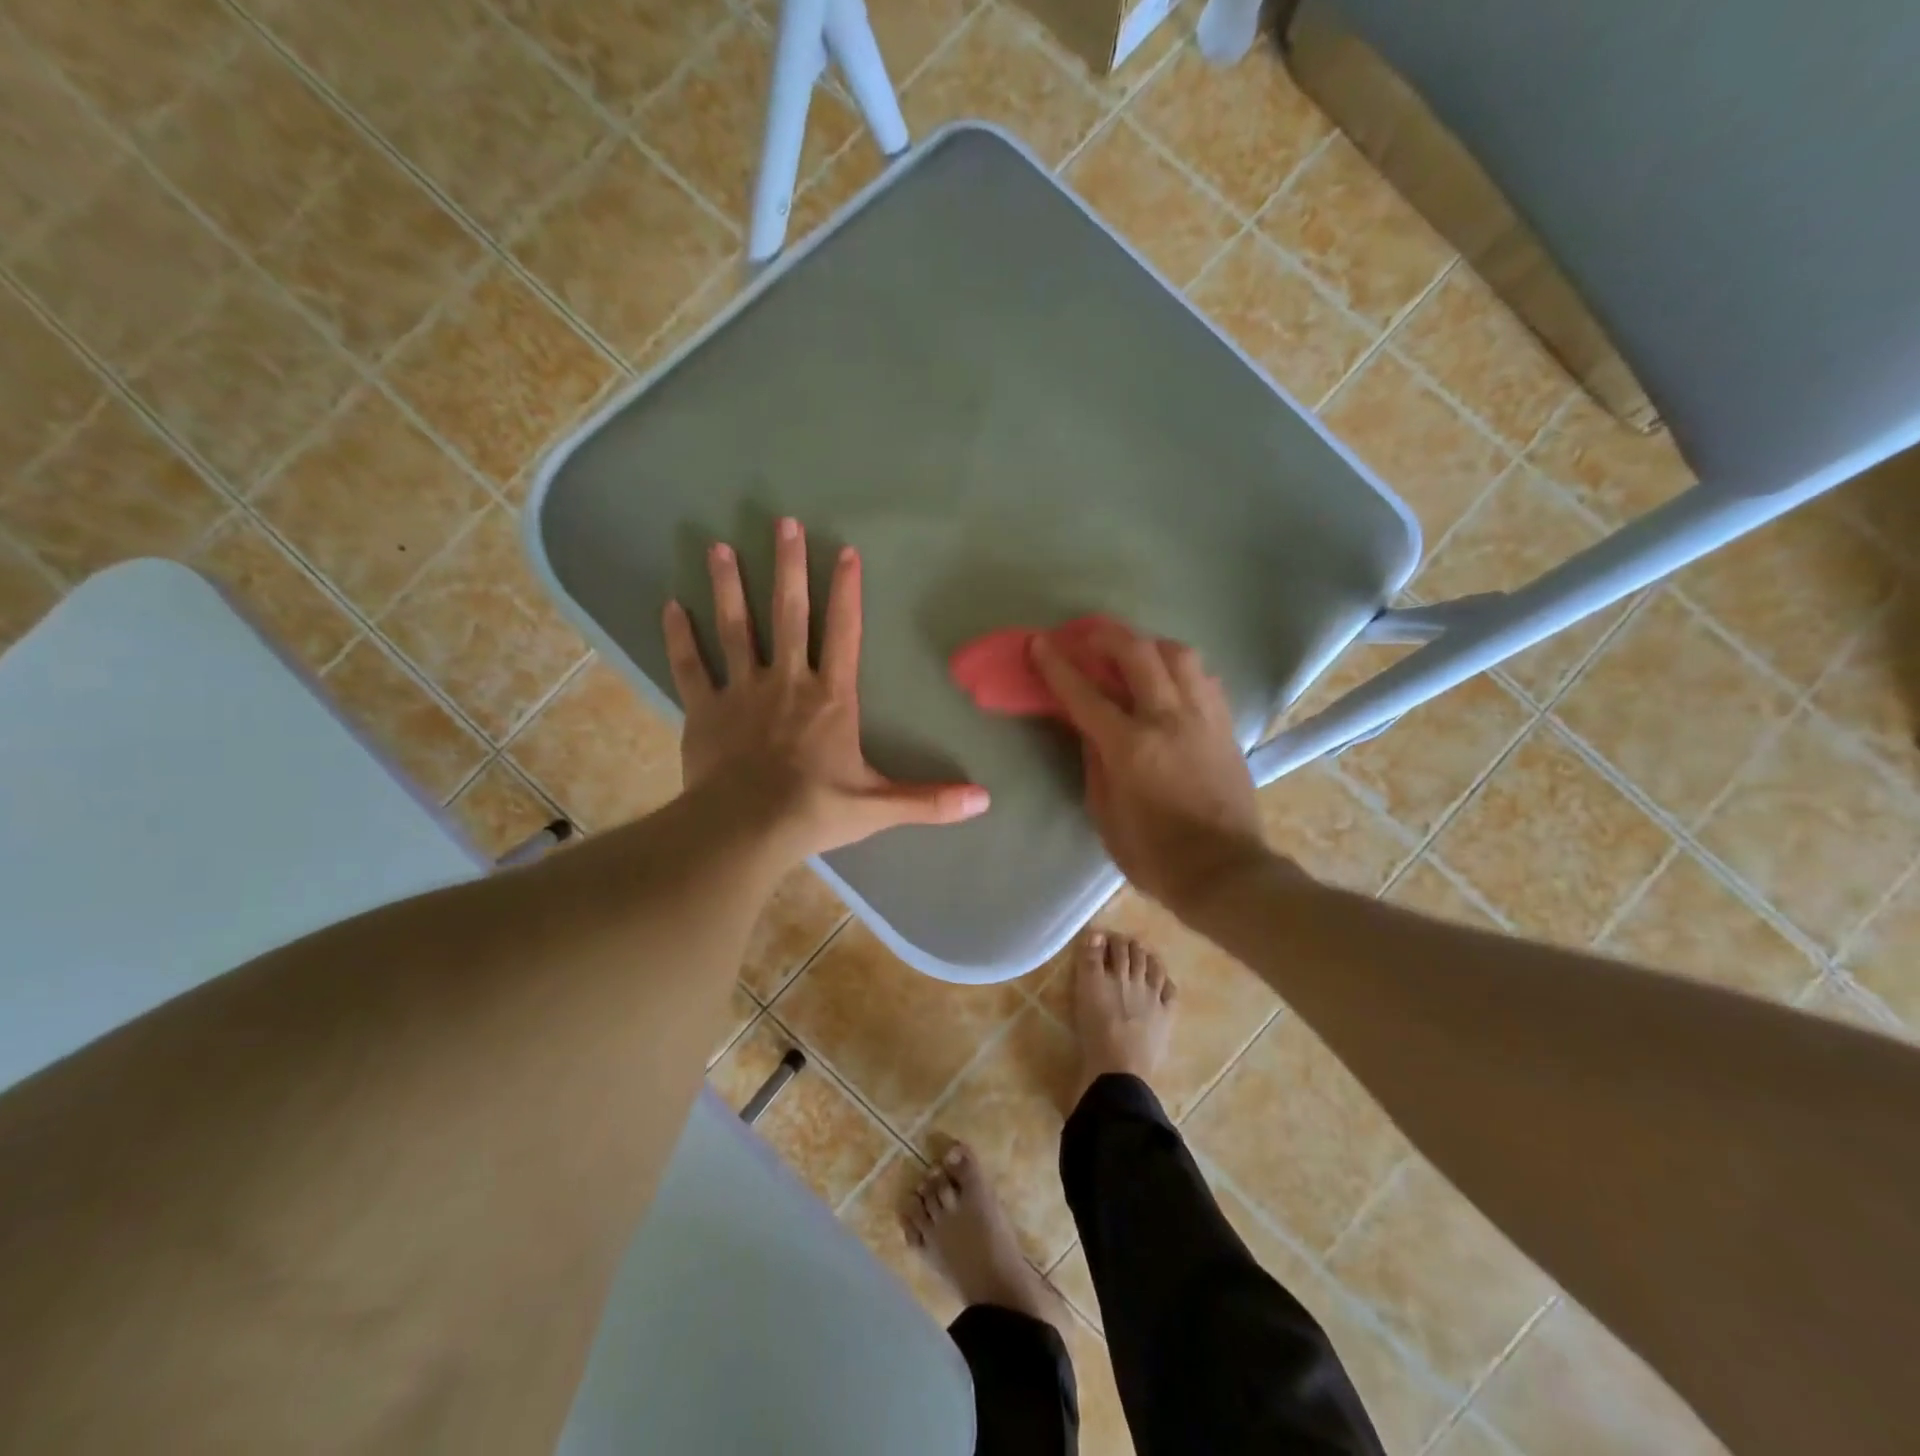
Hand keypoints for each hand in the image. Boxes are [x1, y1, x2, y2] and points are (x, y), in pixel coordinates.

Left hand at [662, 518, 989, 860]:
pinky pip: (691, 666)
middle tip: (782, 523)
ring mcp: (742, 691)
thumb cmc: (816, 810)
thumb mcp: (879, 806)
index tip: (845, 551)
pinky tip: (670, 605)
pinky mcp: (705, 710)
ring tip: (719, 546)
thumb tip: (985, 801)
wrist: (747, 829)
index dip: (847, 591)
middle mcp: (788, 681)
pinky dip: (680, 636)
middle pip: (788, 614)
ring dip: (729, 586)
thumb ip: (930, 800)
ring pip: (736, 628)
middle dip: (788, 567)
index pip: (844, 633)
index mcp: (831, 697)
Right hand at [1031, 624, 1267, 912]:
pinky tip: (1169, 680)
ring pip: (1179, 655)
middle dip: (1105, 635)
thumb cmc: (1153, 854)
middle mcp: (1169, 720)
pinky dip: (1180, 669)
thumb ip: (1094, 762)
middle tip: (1085, 634)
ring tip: (1132, 652)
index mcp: (1131, 747)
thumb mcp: (1104, 814)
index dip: (1057, 665)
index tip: (1039, 643)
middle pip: (1137, 654)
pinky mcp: (1226, 726)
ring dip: (1149, 644)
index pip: (1085, 693)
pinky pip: (1203, 679)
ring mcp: (1203, 718)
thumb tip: (1088, 728)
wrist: (1224, 871)